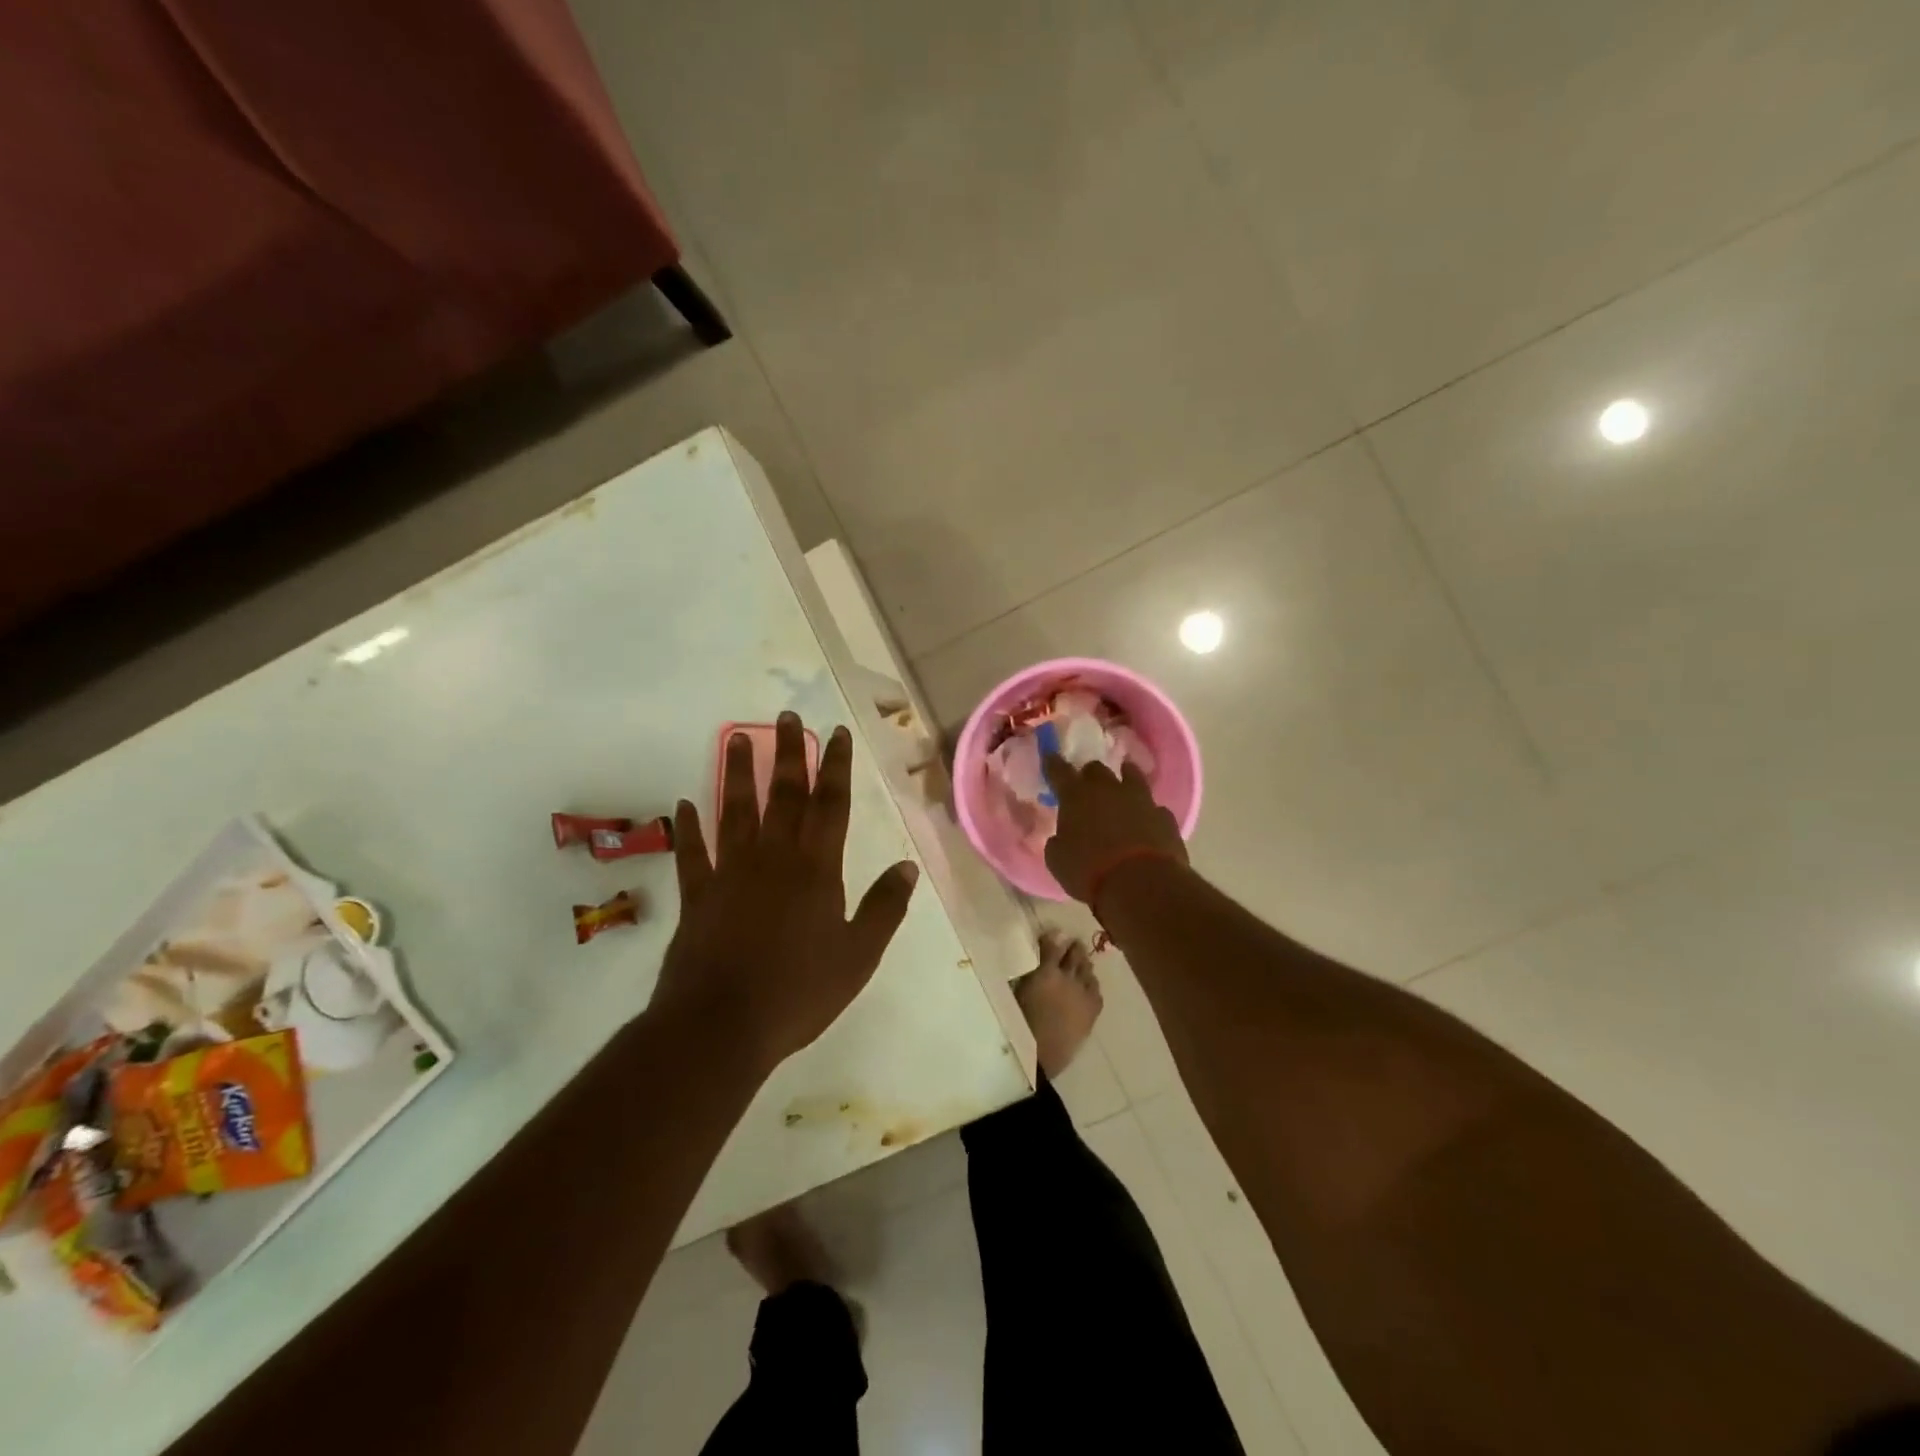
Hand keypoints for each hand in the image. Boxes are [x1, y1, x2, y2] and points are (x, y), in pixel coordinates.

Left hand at [654, 712, 919, 1070]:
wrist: (721, 1026)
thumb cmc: (799, 992)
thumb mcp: (858, 955)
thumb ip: (884, 908)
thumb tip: (907, 866)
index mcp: (816, 870)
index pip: (830, 805)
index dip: (835, 767)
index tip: (835, 733)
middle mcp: (773, 859)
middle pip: (783, 796)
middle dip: (788, 753)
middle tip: (787, 717)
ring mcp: (730, 873)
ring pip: (735, 812)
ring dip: (737, 774)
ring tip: (737, 738)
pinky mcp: (697, 896)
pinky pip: (692, 854)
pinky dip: (687, 828)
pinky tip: (683, 804)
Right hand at [1042, 755, 1187, 903]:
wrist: (1142, 884)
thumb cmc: (1089, 871)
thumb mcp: (1058, 861)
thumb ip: (1058, 843)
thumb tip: (1061, 838)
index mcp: (1076, 796)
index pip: (1059, 771)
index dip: (1053, 763)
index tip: (1050, 756)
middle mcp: (1108, 789)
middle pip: (1097, 769)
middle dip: (1090, 775)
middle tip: (1086, 786)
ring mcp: (1141, 800)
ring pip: (1132, 776)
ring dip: (1125, 777)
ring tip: (1124, 781)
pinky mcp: (1165, 817)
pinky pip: (1154, 808)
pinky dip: (1147, 812)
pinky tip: (1147, 822)